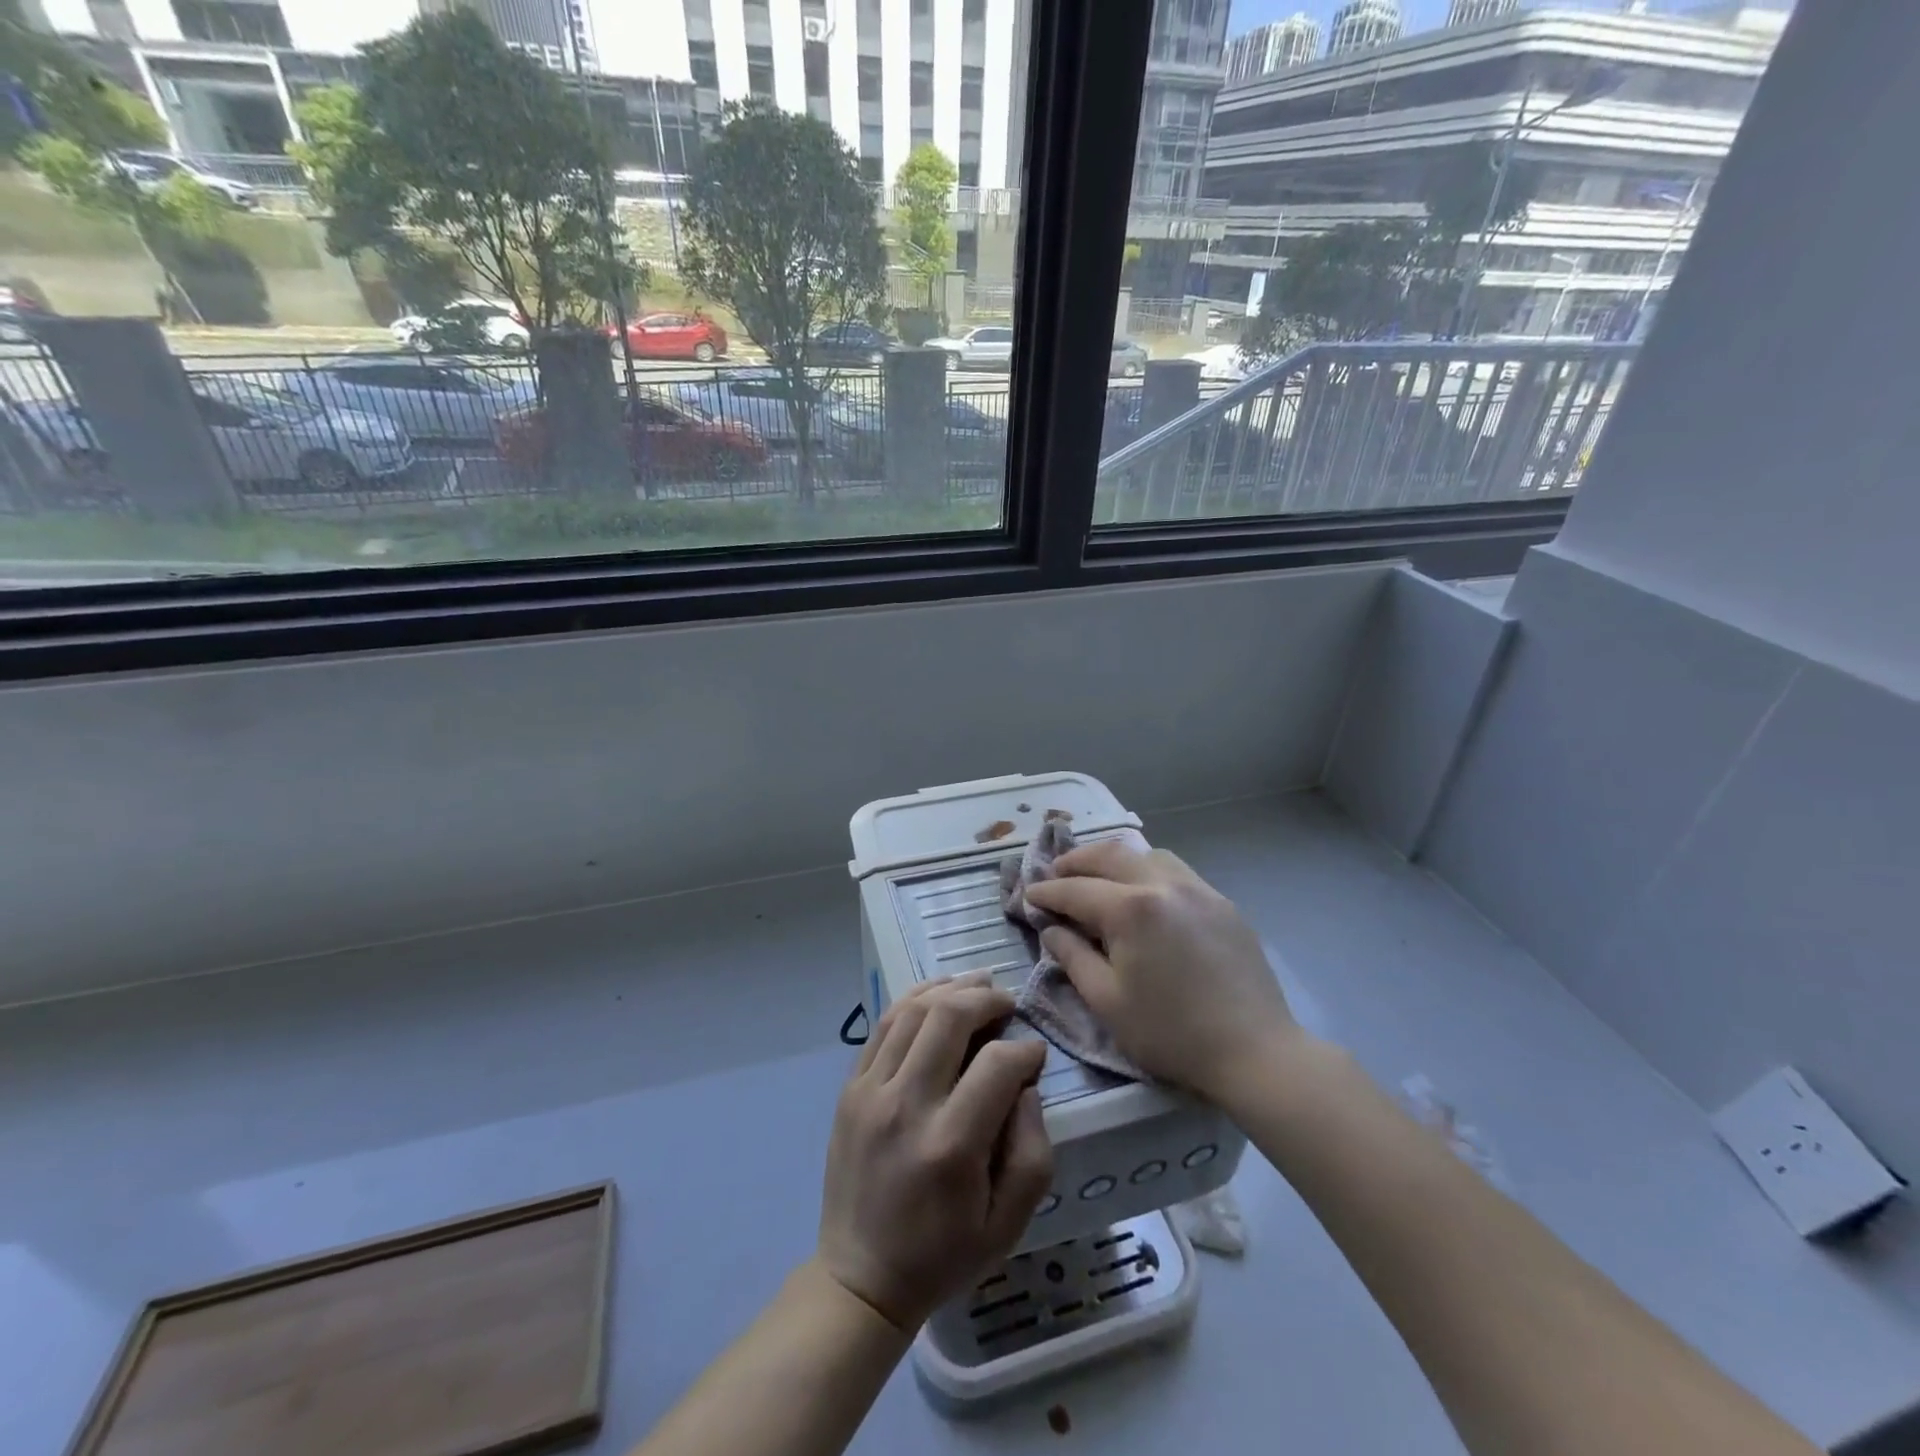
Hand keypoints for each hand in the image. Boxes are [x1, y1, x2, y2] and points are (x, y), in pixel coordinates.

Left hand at [817, 973, 1052, 1333]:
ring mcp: (870, 1092)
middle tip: (1008, 1003)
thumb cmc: (943, 1254)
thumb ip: (1033, 1150)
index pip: (996, 1064)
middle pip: (949, 1017)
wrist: (860, 1277)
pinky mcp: (850, 1088)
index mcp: (950, 1145)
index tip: (1035, 1055)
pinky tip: (936, 996)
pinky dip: (913, 1001)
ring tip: (977, 985)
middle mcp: (906, 1106)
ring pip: (912, 1011)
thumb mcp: (1009, 1224)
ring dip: (950, 989)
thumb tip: (1025, 1085)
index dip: (1025, 1050)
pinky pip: (883, 1025)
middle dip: (987, 998)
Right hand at [1024, 840, 1299, 1105]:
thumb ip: (1072, 957)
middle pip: (1110, 855)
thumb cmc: (1170, 1032)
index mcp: (1130, 908)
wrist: (1254, 1051)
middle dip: (1076, 861)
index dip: (1047, 892)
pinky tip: (1145, 894)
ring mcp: (1198, 889)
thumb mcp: (1107, 1001)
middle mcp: (1163, 884)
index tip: (1028, 895)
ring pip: (1147, 855)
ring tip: (1098, 876)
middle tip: (1055, 873)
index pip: (1075, 890)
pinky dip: (1148, 871)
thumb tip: (1052, 929)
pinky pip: (1176, 871)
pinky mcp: (1222, 903)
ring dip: (1115, 860)